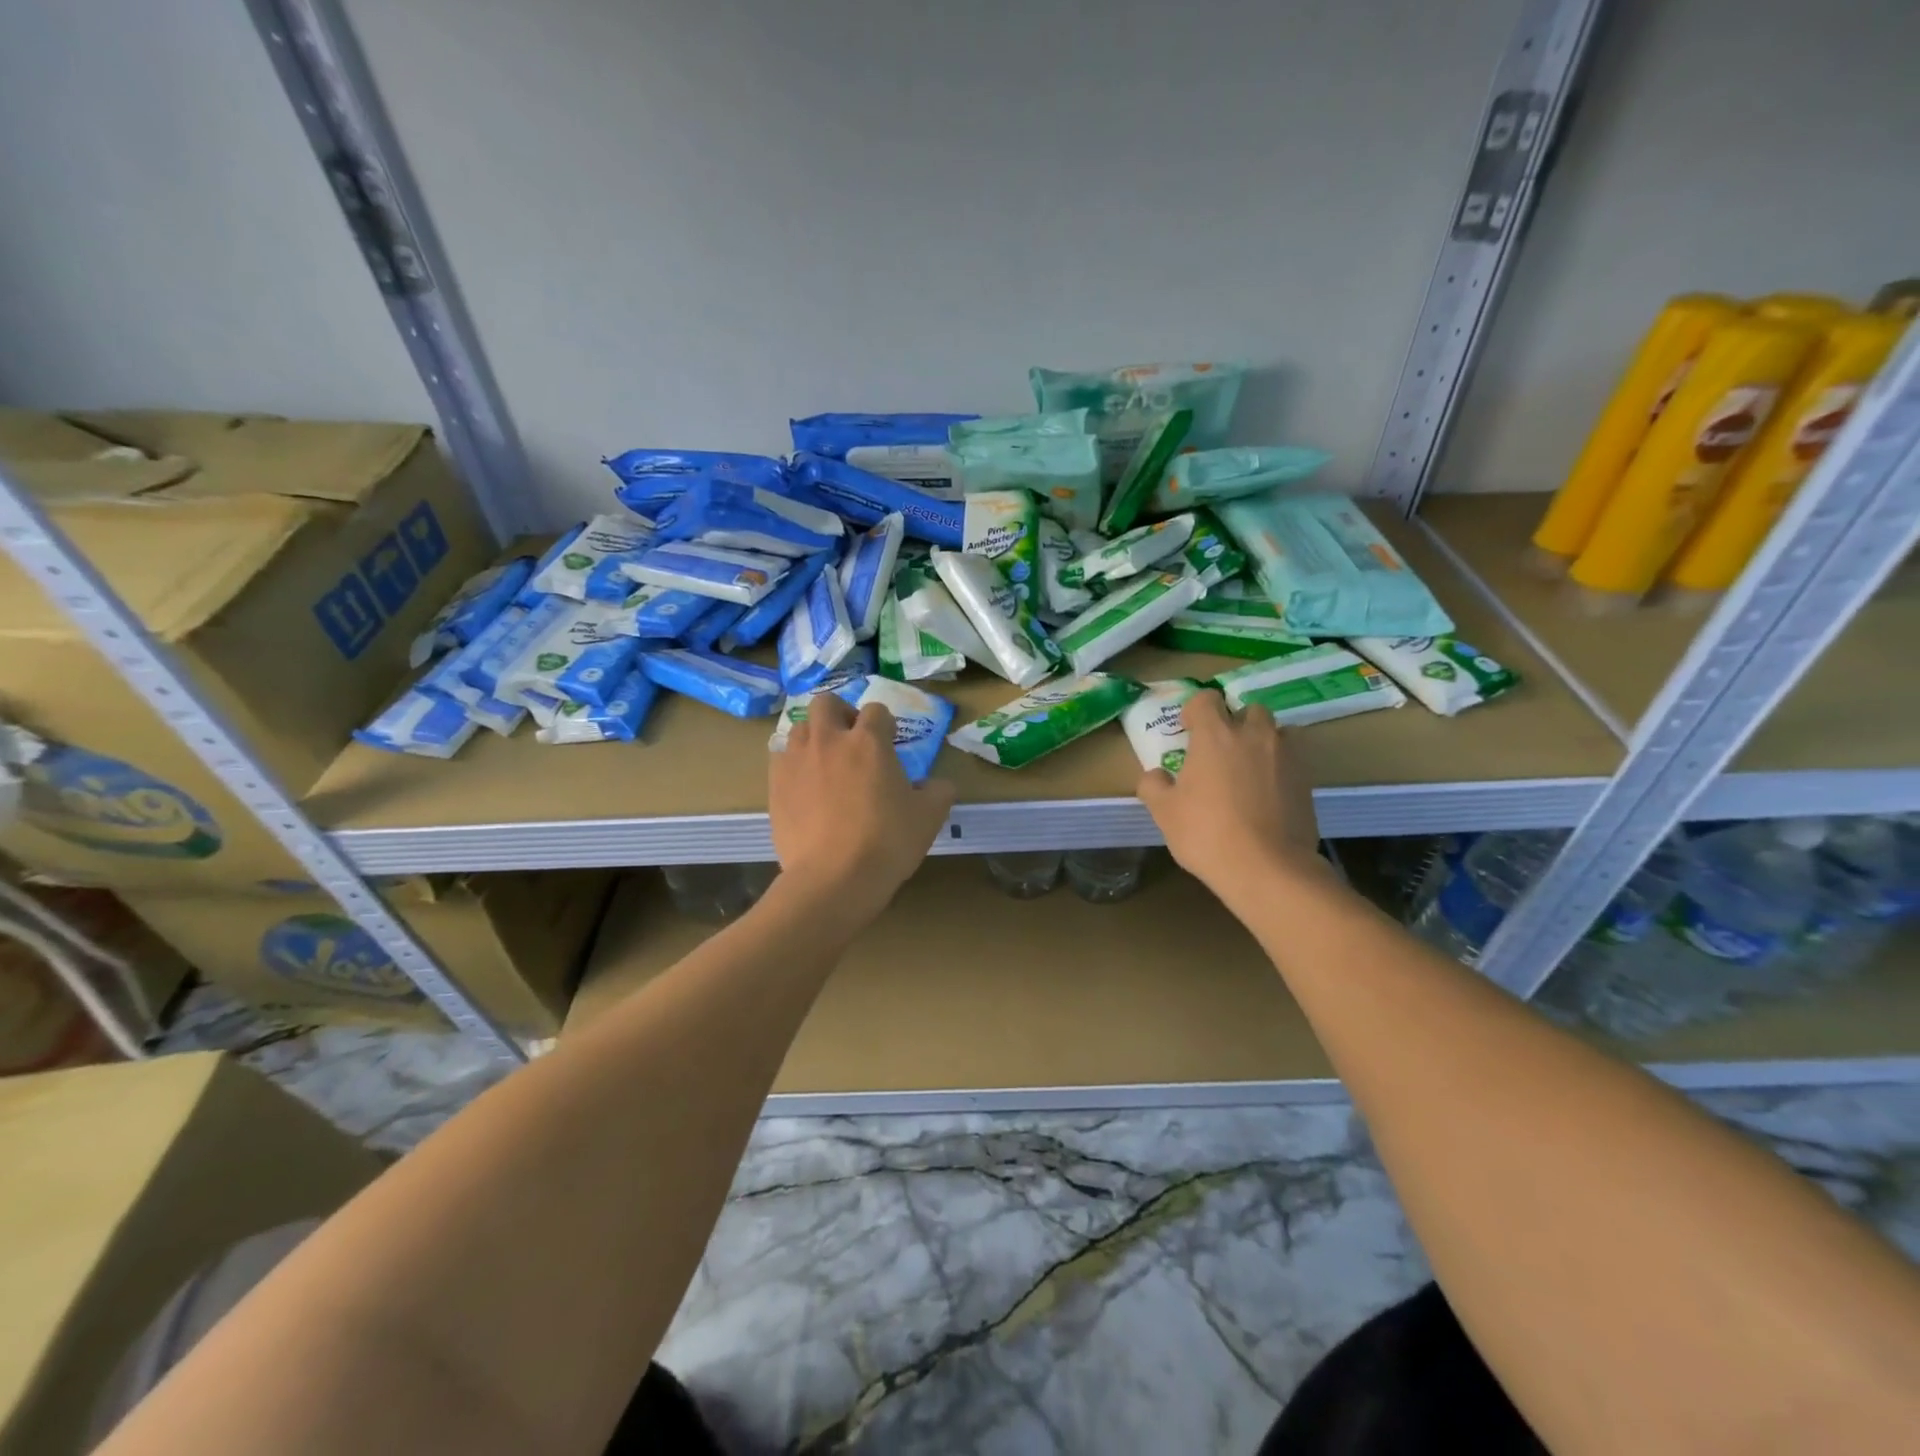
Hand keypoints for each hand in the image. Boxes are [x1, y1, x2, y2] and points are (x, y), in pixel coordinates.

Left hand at [769, 692, 955, 915]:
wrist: (834, 878)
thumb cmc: (887, 842)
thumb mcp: (929, 816)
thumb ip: (938, 791)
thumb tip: (937, 784)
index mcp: (869, 741)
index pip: (877, 710)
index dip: (886, 725)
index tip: (890, 744)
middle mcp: (829, 740)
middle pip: (827, 703)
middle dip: (841, 715)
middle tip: (851, 741)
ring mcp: (797, 760)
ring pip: (800, 728)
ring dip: (814, 738)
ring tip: (826, 764)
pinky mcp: (774, 785)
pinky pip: (781, 759)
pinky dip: (794, 765)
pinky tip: (805, 788)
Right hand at [1136, 689, 1327, 901]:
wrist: (1267, 868)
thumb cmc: (1207, 833)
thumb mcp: (1164, 812)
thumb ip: (1153, 786)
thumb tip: (1155, 775)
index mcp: (1215, 735)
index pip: (1206, 699)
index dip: (1195, 711)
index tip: (1188, 731)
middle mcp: (1253, 735)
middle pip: (1248, 709)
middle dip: (1235, 722)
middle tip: (1221, 750)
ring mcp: (1286, 756)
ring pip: (1277, 731)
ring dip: (1262, 741)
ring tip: (1249, 769)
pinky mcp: (1307, 780)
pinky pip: (1293, 760)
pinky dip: (1280, 768)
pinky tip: (1268, 795)